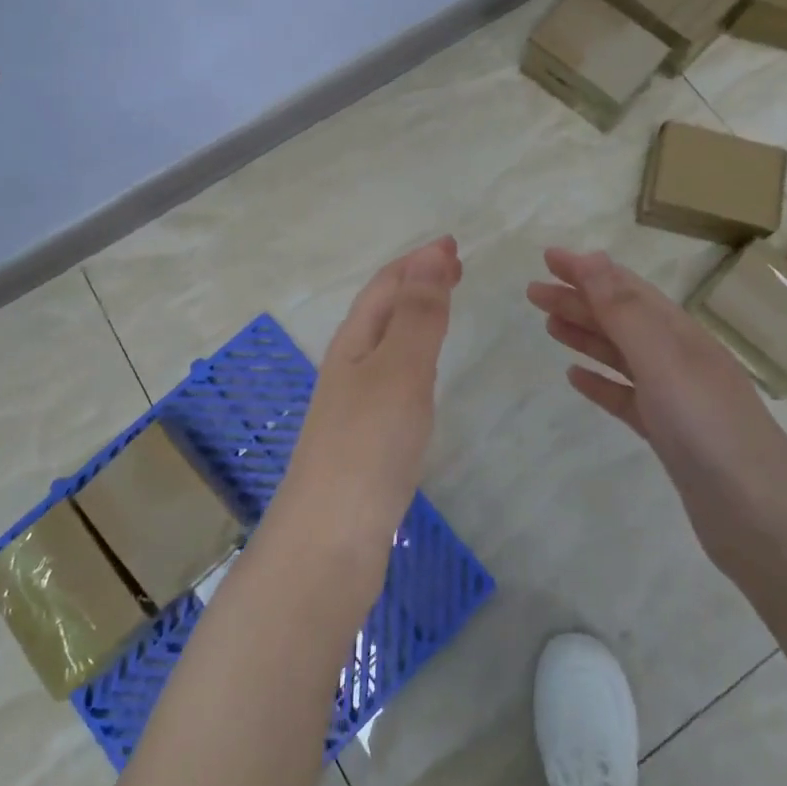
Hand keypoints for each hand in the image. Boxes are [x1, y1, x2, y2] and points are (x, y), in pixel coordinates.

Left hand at [279, 237, 461, 547]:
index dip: (418, 261)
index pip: (386, 285)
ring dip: (414, 317)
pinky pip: (392, 378)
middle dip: (416, 283)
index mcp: (354, 341)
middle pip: (382, 310)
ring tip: (444, 308)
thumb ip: (418, 314)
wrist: (331, 539)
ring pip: (386, 343)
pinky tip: (423, 376)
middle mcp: (349, 365)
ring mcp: (354, 404)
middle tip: (455, 269)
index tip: (453, 245)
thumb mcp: (399, 368)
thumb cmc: (369, 444)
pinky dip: (414, 358)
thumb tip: (432, 255)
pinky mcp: (365, 438)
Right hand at [526, 247, 786, 573]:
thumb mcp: (663, 359)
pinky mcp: (669, 435)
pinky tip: (576, 377)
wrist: (761, 519)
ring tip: (549, 325)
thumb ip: (624, 310)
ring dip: (586, 335)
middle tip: (533, 292)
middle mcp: (678, 359)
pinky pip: (626, 397)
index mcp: (680, 334)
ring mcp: (675, 399)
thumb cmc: (709, 429)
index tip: (548, 258)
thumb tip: (591, 258)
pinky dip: (600, 382)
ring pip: (621, 355)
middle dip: (578, 300)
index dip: (587, 270)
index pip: (626, 289)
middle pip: (620, 318)